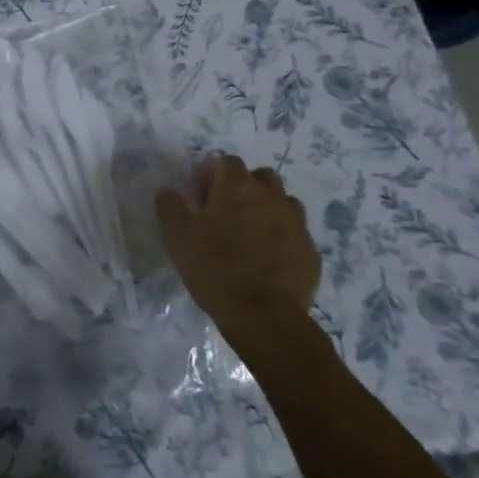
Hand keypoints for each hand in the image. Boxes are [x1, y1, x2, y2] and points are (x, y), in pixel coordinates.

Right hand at [155, 155, 320, 344]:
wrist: (263, 315)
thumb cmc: (214, 268)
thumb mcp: (177, 237)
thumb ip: (170, 207)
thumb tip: (168, 191)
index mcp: (237, 188)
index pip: (227, 162)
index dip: (211, 172)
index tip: (199, 193)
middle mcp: (272, 197)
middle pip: (261, 177)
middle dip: (243, 186)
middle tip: (225, 210)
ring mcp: (297, 224)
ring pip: (283, 203)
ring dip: (267, 209)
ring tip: (249, 234)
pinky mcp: (310, 251)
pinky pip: (295, 233)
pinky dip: (281, 237)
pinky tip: (267, 259)